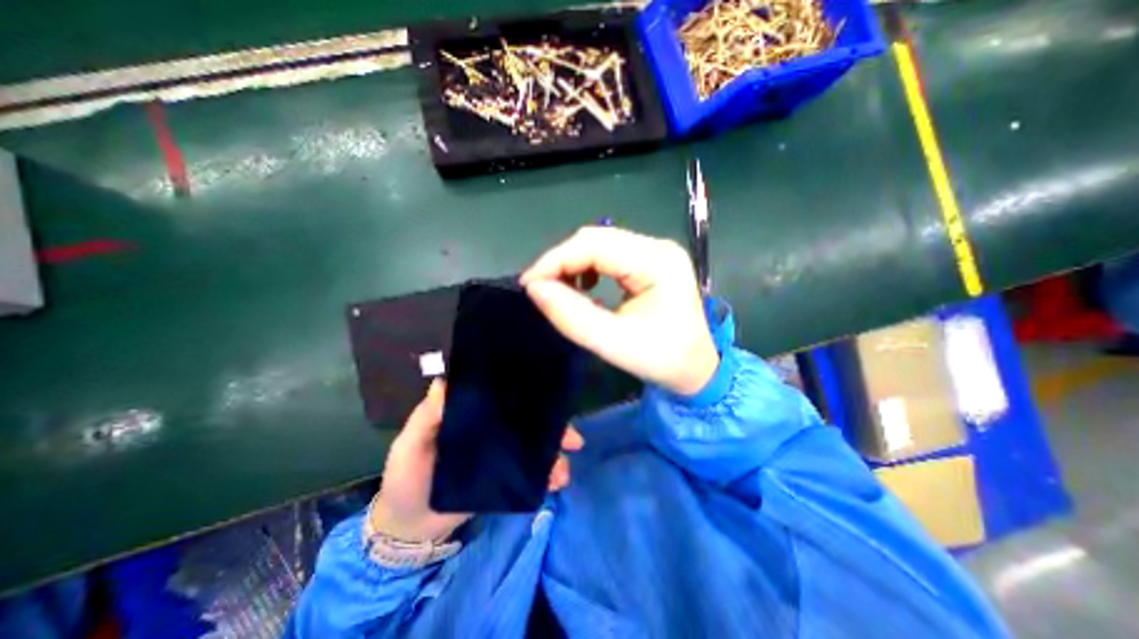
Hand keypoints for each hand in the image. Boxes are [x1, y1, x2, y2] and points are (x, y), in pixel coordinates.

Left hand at [370, 383, 586, 541]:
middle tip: (573, 439)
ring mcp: (500, 456)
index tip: (549, 394)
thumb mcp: (410, 444)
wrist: (408, 527)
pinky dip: (545, 476)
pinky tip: (556, 482)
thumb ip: (426, 417)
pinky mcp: (504, 480)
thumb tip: (445, 382)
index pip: (504, 398)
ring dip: (553, 455)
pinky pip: (529, 474)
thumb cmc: (406, 477)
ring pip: (533, 448)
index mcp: (473, 416)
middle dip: (552, 427)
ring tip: (563, 471)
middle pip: (527, 422)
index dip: (526, 394)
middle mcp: (491, 430)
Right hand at [519, 228, 713, 396]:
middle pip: (595, 238)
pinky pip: (609, 253)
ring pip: (599, 243)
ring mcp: (655, 251)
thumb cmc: (661, 360)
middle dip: (561, 261)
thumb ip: (571, 315)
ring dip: (572, 262)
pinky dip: (587, 265)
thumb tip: (535, 288)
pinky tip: (584, 284)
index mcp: (657, 262)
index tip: (528, 285)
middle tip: (538, 287)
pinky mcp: (649, 260)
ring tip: (557, 287)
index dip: (555, 260)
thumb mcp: (613, 343)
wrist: (696, 368)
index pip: (594, 245)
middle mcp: (657, 247)